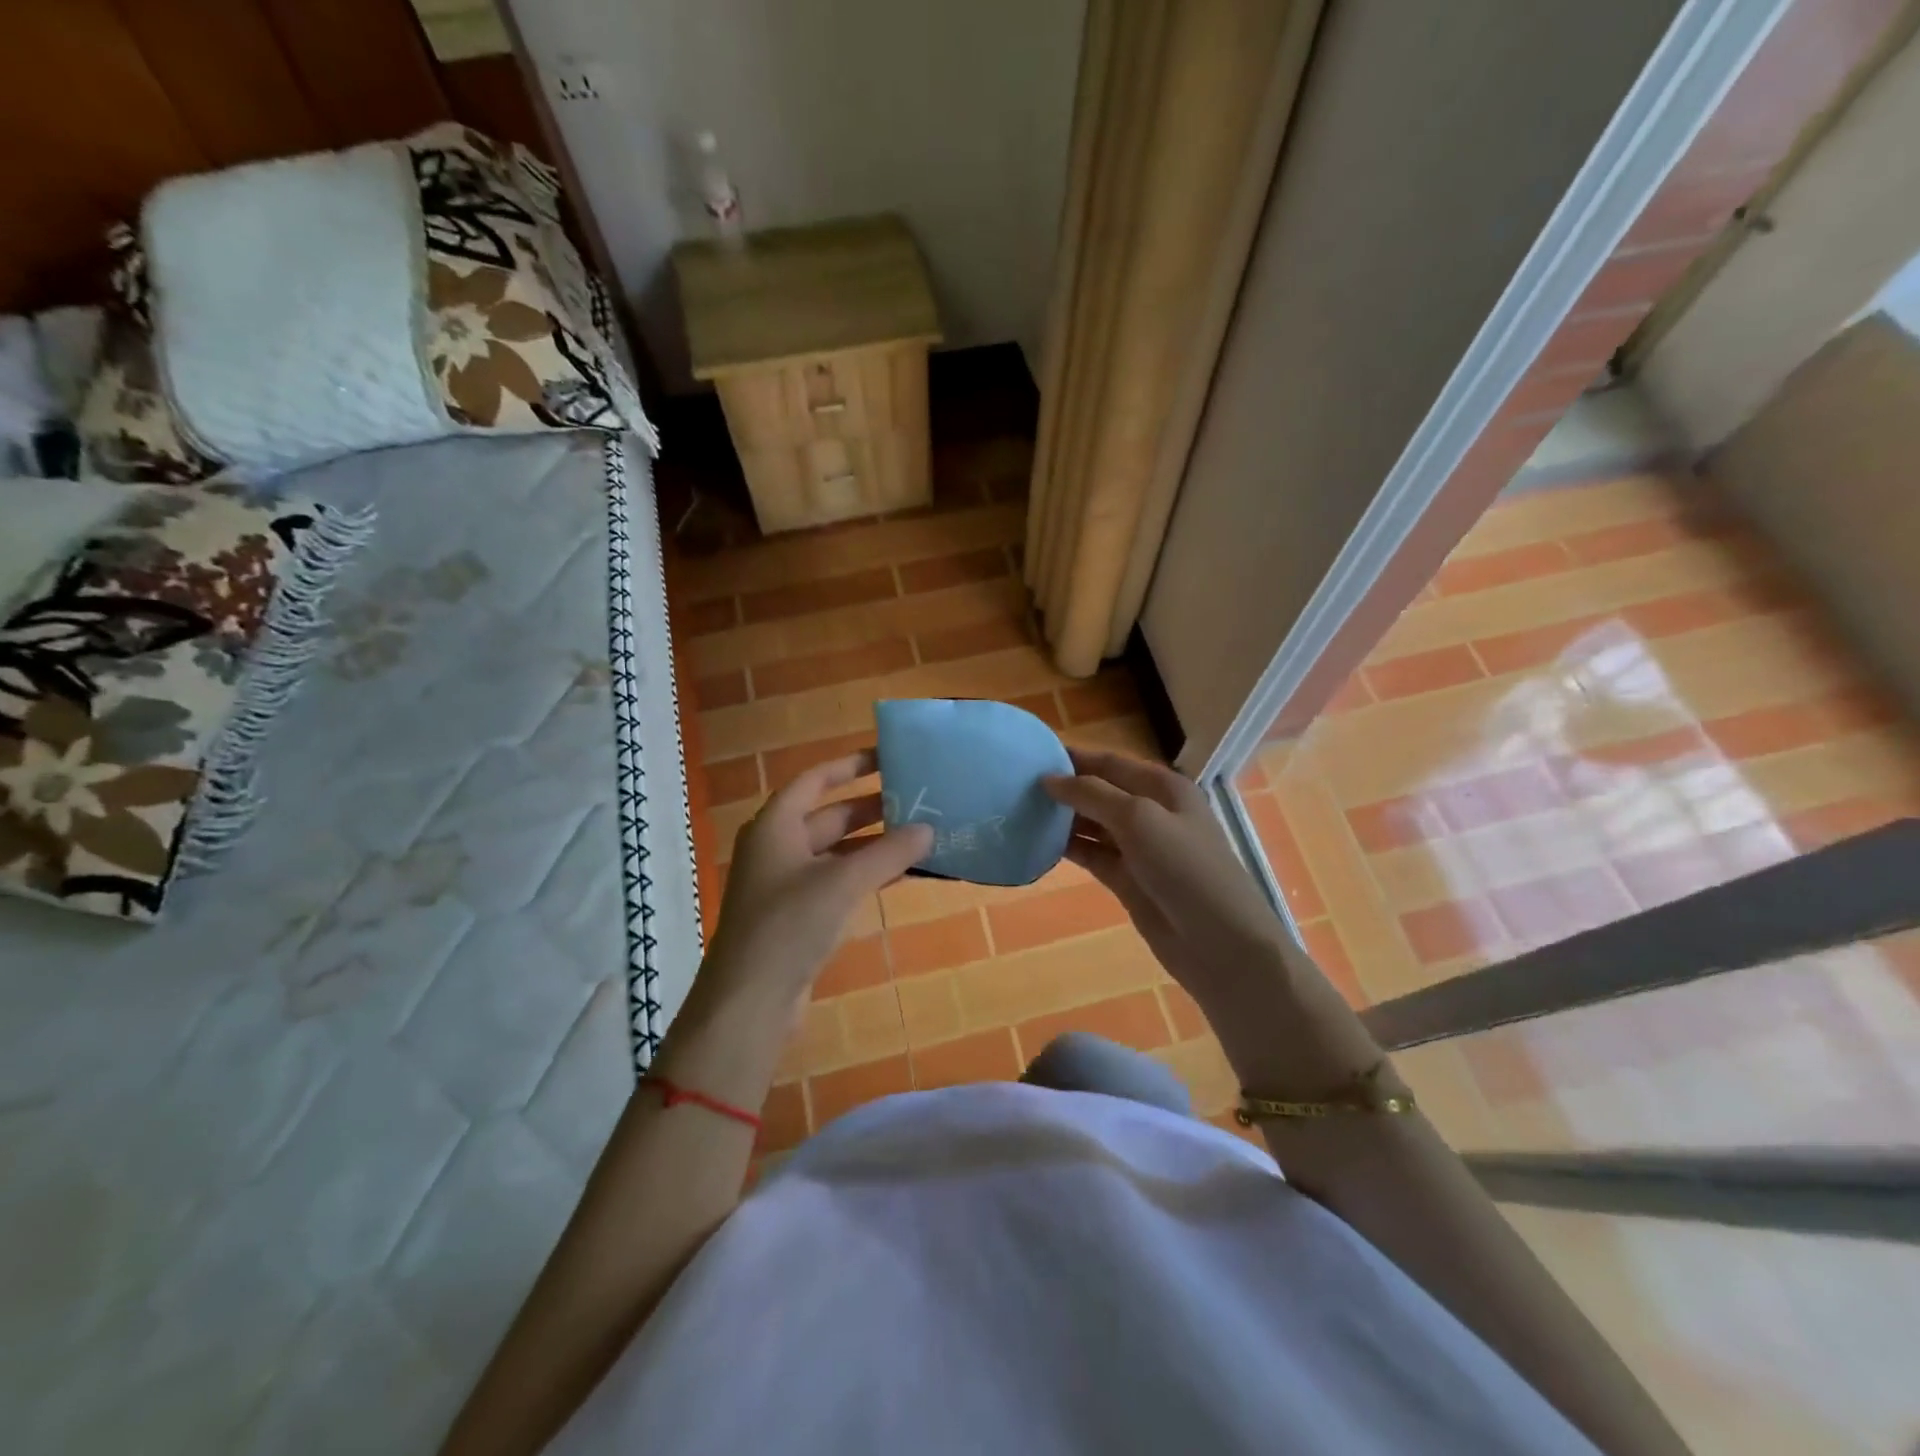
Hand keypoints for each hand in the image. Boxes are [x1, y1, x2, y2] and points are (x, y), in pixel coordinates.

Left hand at [702, 751, 931, 1006]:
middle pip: (828, 816)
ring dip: (874, 845)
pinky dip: (866, 876)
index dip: (849, 766)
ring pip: (837, 852)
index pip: (814, 780)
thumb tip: (928, 830)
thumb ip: (888, 853)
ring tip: (919, 836)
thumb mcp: (842, 882)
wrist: (749, 1002)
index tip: (886, 757)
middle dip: (871, 808)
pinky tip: (901, 876)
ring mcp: (786, 884)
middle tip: (917, 800)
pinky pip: (837, 882)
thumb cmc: (789, 926)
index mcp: (775, 826)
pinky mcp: (798, 916)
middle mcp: (777, 848)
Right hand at [1044, 749, 1287, 1012]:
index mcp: (1163, 788)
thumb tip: (1049, 779)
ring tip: (1020, 812)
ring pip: (1093, 824)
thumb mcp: (1139, 819)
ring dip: (1063, 818)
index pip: (1110, 763)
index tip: (1031, 755)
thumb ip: (1092, 795)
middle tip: (1016, 786)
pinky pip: (1093, 855)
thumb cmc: (1185, 868)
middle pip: (1100, 792)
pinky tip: (1038, 844)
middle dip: (1064, 788)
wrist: (1220, 942)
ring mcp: (1140, 848)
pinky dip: (1069, 849)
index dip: (1074, 758)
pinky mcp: (1128, 880)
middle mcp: (1151, 812)